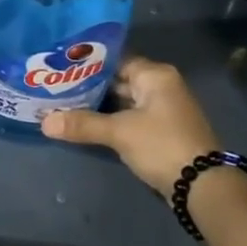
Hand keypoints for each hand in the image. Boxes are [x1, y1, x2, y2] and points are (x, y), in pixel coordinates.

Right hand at [41, 57, 220, 194]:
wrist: (202, 186)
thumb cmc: (162, 145)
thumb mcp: (120, 133)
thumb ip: (83, 124)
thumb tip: (44, 122)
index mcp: (155, 75)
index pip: (115, 59)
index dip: (88, 63)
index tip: (60, 65)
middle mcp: (161, 86)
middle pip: (119, 79)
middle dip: (89, 85)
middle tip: (55, 85)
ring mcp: (162, 109)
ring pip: (123, 100)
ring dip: (99, 105)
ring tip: (63, 103)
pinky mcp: (161, 131)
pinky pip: (129, 117)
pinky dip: (110, 119)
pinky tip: (86, 123)